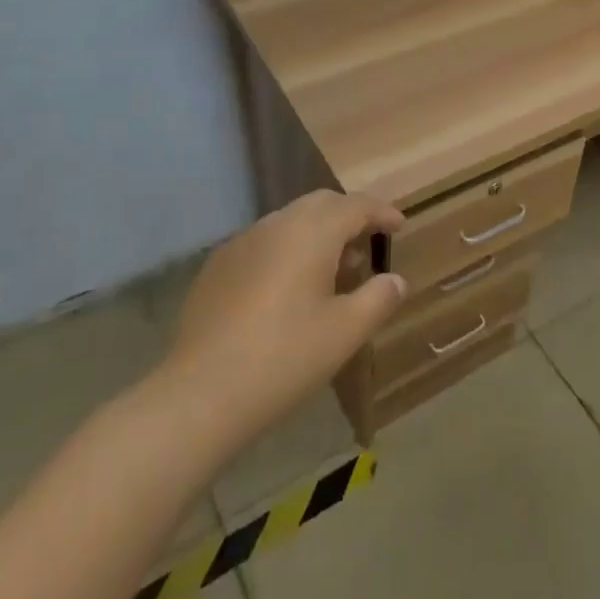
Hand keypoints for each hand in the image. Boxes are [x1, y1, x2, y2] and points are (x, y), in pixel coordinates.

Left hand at [163, 191, 406, 448]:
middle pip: (321, 204)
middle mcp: (276, 225)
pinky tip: (287, 289)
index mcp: (312, 232)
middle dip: (348, 216)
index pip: (356, 206)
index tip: (398, 226)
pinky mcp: (217, 267)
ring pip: (290, 222)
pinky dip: (287, 251)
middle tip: (367, 242)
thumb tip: (395, 280)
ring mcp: (242, 243)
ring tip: (332, 271)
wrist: (200, 394)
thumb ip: (378, 298)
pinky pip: (263, 244)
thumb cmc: (285, 357)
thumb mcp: (346, 332)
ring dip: (317, 234)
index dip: (381, 213)